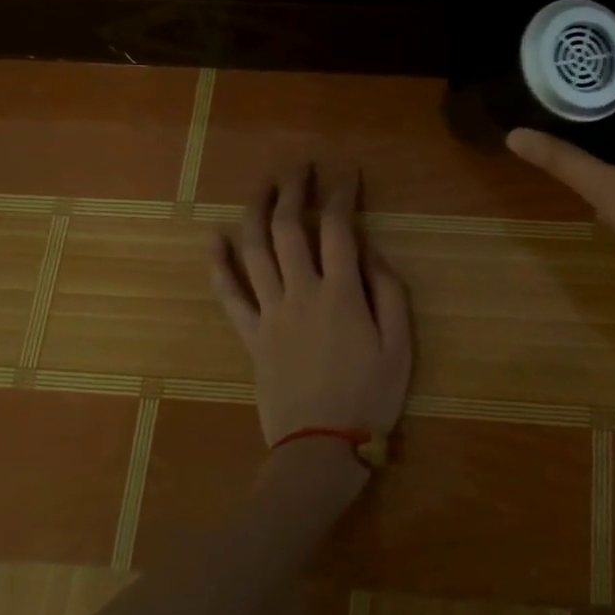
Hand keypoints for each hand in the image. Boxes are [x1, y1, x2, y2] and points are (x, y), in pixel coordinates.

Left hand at [211, 162, 412, 450]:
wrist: (321, 448)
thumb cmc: (370, 396)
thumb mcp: (400, 345)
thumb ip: (389, 292)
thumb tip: (369, 251)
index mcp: (342, 293)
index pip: (338, 227)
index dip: (341, 192)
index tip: (345, 170)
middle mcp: (301, 292)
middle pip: (290, 228)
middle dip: (293, 190)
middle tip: (298, 165)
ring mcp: (270, 313)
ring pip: (255, 251)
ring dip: (257, 211)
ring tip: (262, 185)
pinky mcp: (251, 336)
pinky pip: (229, 295)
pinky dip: (218, 264)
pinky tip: (213, 237)